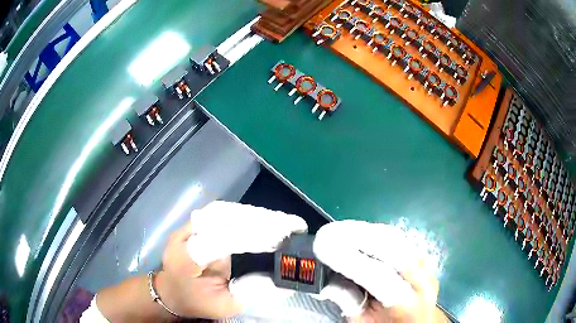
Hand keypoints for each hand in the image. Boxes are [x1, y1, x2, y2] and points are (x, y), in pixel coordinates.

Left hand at [165, 201, 306, 317]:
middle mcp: (184, 236)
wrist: (170, 290)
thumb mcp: (224, 306)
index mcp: (186, 259)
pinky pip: (221, 213)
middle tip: (289, 226)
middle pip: (222, 219)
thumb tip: (279, 280)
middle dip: (259, 221)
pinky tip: (262, 218)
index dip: (252, 237)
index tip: (280, 239)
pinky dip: (244, 214)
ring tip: (281, 221)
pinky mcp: (194, 224)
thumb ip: (250, 294)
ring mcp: (187, 227)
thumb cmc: (195, 301)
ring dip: (253, 215)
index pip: (220, 241)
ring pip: (223, 211)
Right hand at [314, 220, 446, 322]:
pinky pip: (401, 239)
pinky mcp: (424, 257)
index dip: (350, 259)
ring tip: (343, 229)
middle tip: (331, 231)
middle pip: (394, 250)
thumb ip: (348, 302)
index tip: (323, 246)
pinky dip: (379, 232)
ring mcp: (427, 266)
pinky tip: (362, 231)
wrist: (416, 322)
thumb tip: (326, 280)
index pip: (379, 277)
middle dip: (361, 236)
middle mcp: (423, 281)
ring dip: (369, 231)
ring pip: (399, 240)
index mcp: (407, 305)